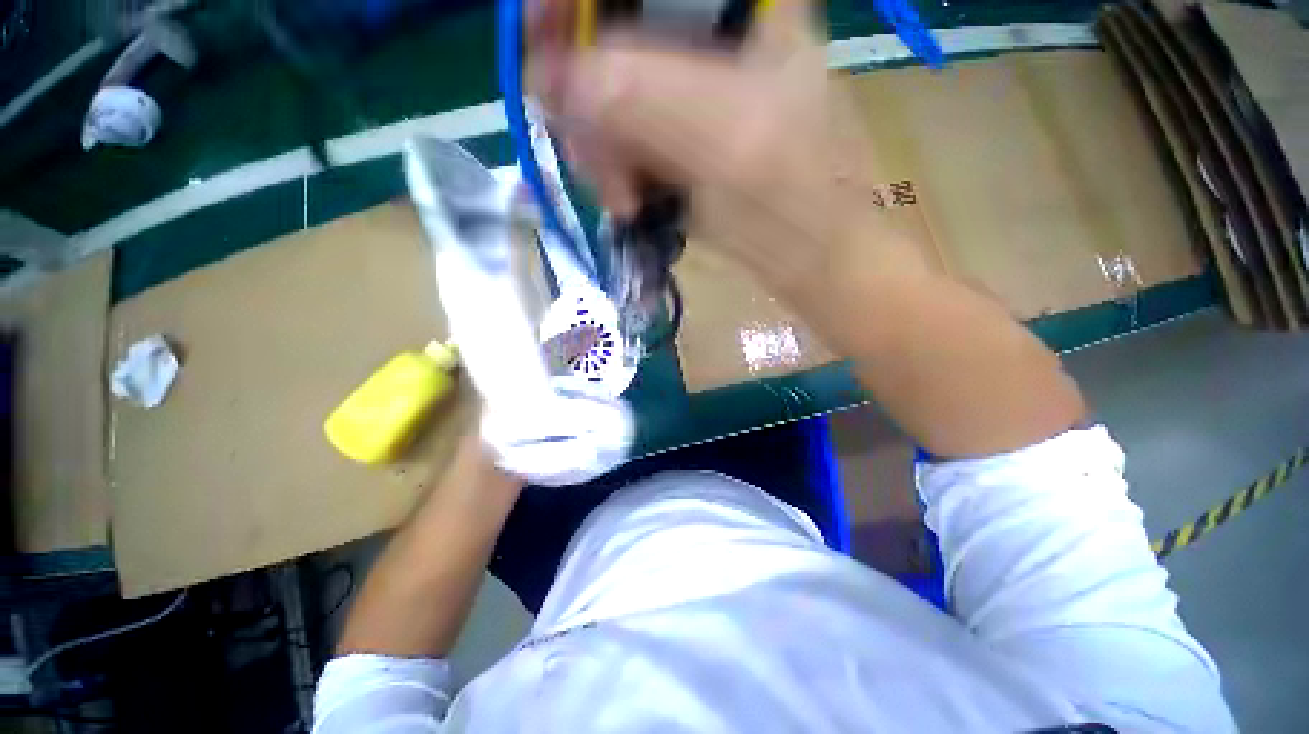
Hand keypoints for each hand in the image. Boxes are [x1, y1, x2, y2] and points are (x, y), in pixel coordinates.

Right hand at [527, 0, 925, 295]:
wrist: (810, 260)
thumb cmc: (792, 200)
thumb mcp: (725, 141)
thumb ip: (641, 98)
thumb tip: (548, 79)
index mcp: (740, 5)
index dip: (578, 3)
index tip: (538, 42)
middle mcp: (709, 37)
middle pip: (611, 38)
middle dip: (587, 101)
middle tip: (594, 160)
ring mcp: (690, 93)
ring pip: (608, 97)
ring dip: (602, 152)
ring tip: (624, 201)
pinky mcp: (678, 140)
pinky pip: (622, 141)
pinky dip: (615, 173)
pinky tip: (631, 204)